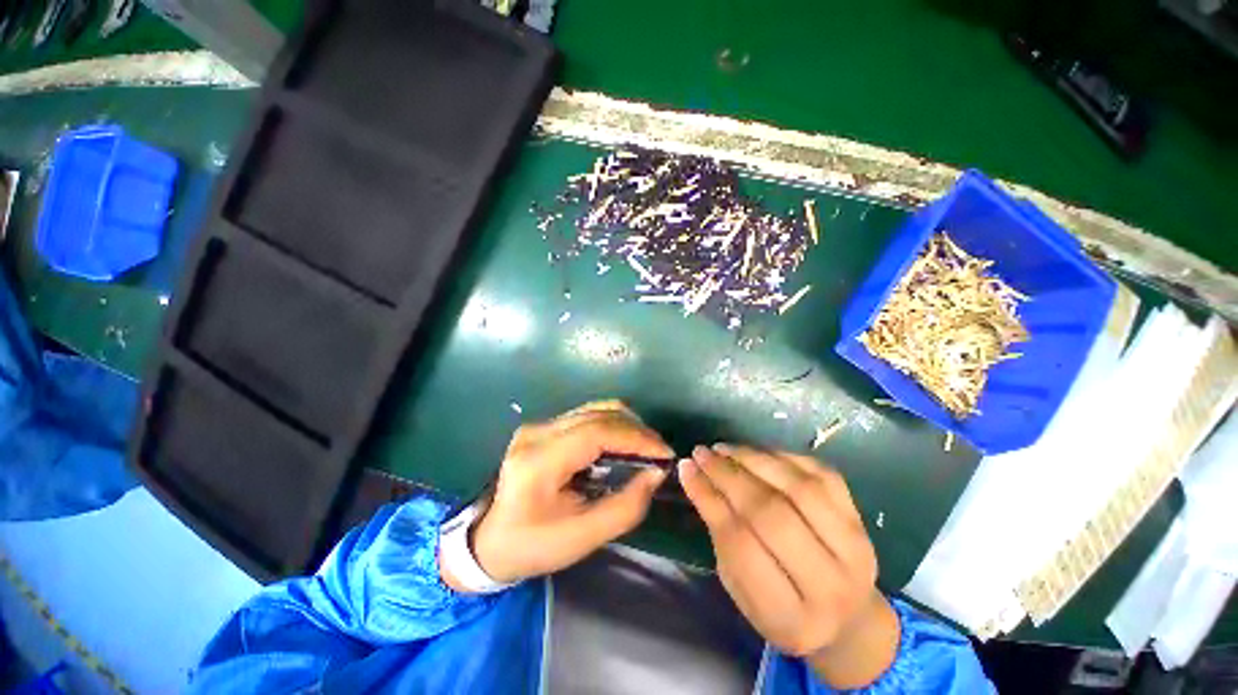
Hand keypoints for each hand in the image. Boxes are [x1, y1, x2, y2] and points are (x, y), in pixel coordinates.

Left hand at [445, 401, 672, 588]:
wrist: (490, 541)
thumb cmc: (533, 545)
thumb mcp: (582, 537)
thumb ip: (625, 506)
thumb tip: (655, 473)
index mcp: (539, 461)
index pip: (596, 432)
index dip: (636, 437)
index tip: (664, 453)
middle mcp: (537, 432)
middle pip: (597, 415)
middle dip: (636, 430)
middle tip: (659, 452)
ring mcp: (538, 425)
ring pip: (594, 409)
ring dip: (626, 424)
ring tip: (646, 447)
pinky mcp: (544, 427)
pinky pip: (587, 416)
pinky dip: (612, 425)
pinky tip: (624, 443)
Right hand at [679, 444, 899, 689]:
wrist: (849, 620)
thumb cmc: (782, 611)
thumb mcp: (741, 588)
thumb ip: (720, 534)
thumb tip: (694, 475)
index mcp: (792, 618)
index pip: (741, 545)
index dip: (709, 499)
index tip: (686, 468)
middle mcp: (830, 584)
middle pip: (771, 513)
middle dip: (728, 475)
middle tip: (701, 453)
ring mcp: (854, 548)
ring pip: (798, 488)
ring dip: (754, 459)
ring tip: (724, 448)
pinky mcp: (862, 519)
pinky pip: (820, 474)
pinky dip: (783, 457)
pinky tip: (757, 452)